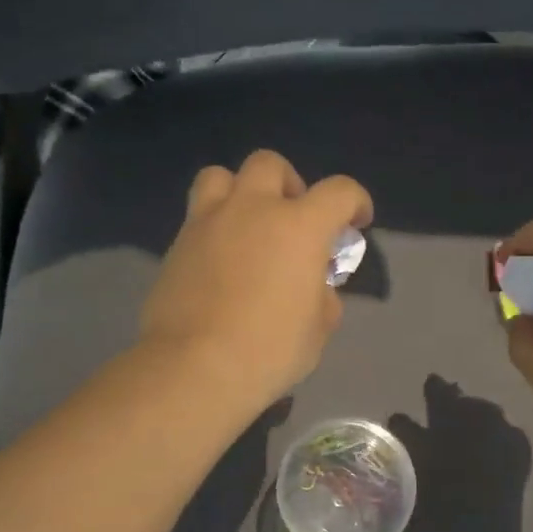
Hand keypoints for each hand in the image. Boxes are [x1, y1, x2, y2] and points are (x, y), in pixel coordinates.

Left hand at [139, 150, 372, 416]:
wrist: (194, 367)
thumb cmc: (269, 350)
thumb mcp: (318, 330)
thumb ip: (323, 298)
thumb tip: (316, 289)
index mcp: (299, 227)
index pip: (339, 191)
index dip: (355, 202)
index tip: (356, 222)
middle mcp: (253, 209)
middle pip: (270, 164)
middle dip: (289, 184)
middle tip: (293, 219)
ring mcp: (208, 222)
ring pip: (221, 176)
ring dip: (240, 191)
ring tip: (247, 225)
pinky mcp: (176, 244)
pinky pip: (198, 216)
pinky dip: (214, 226)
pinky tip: (220, 260)